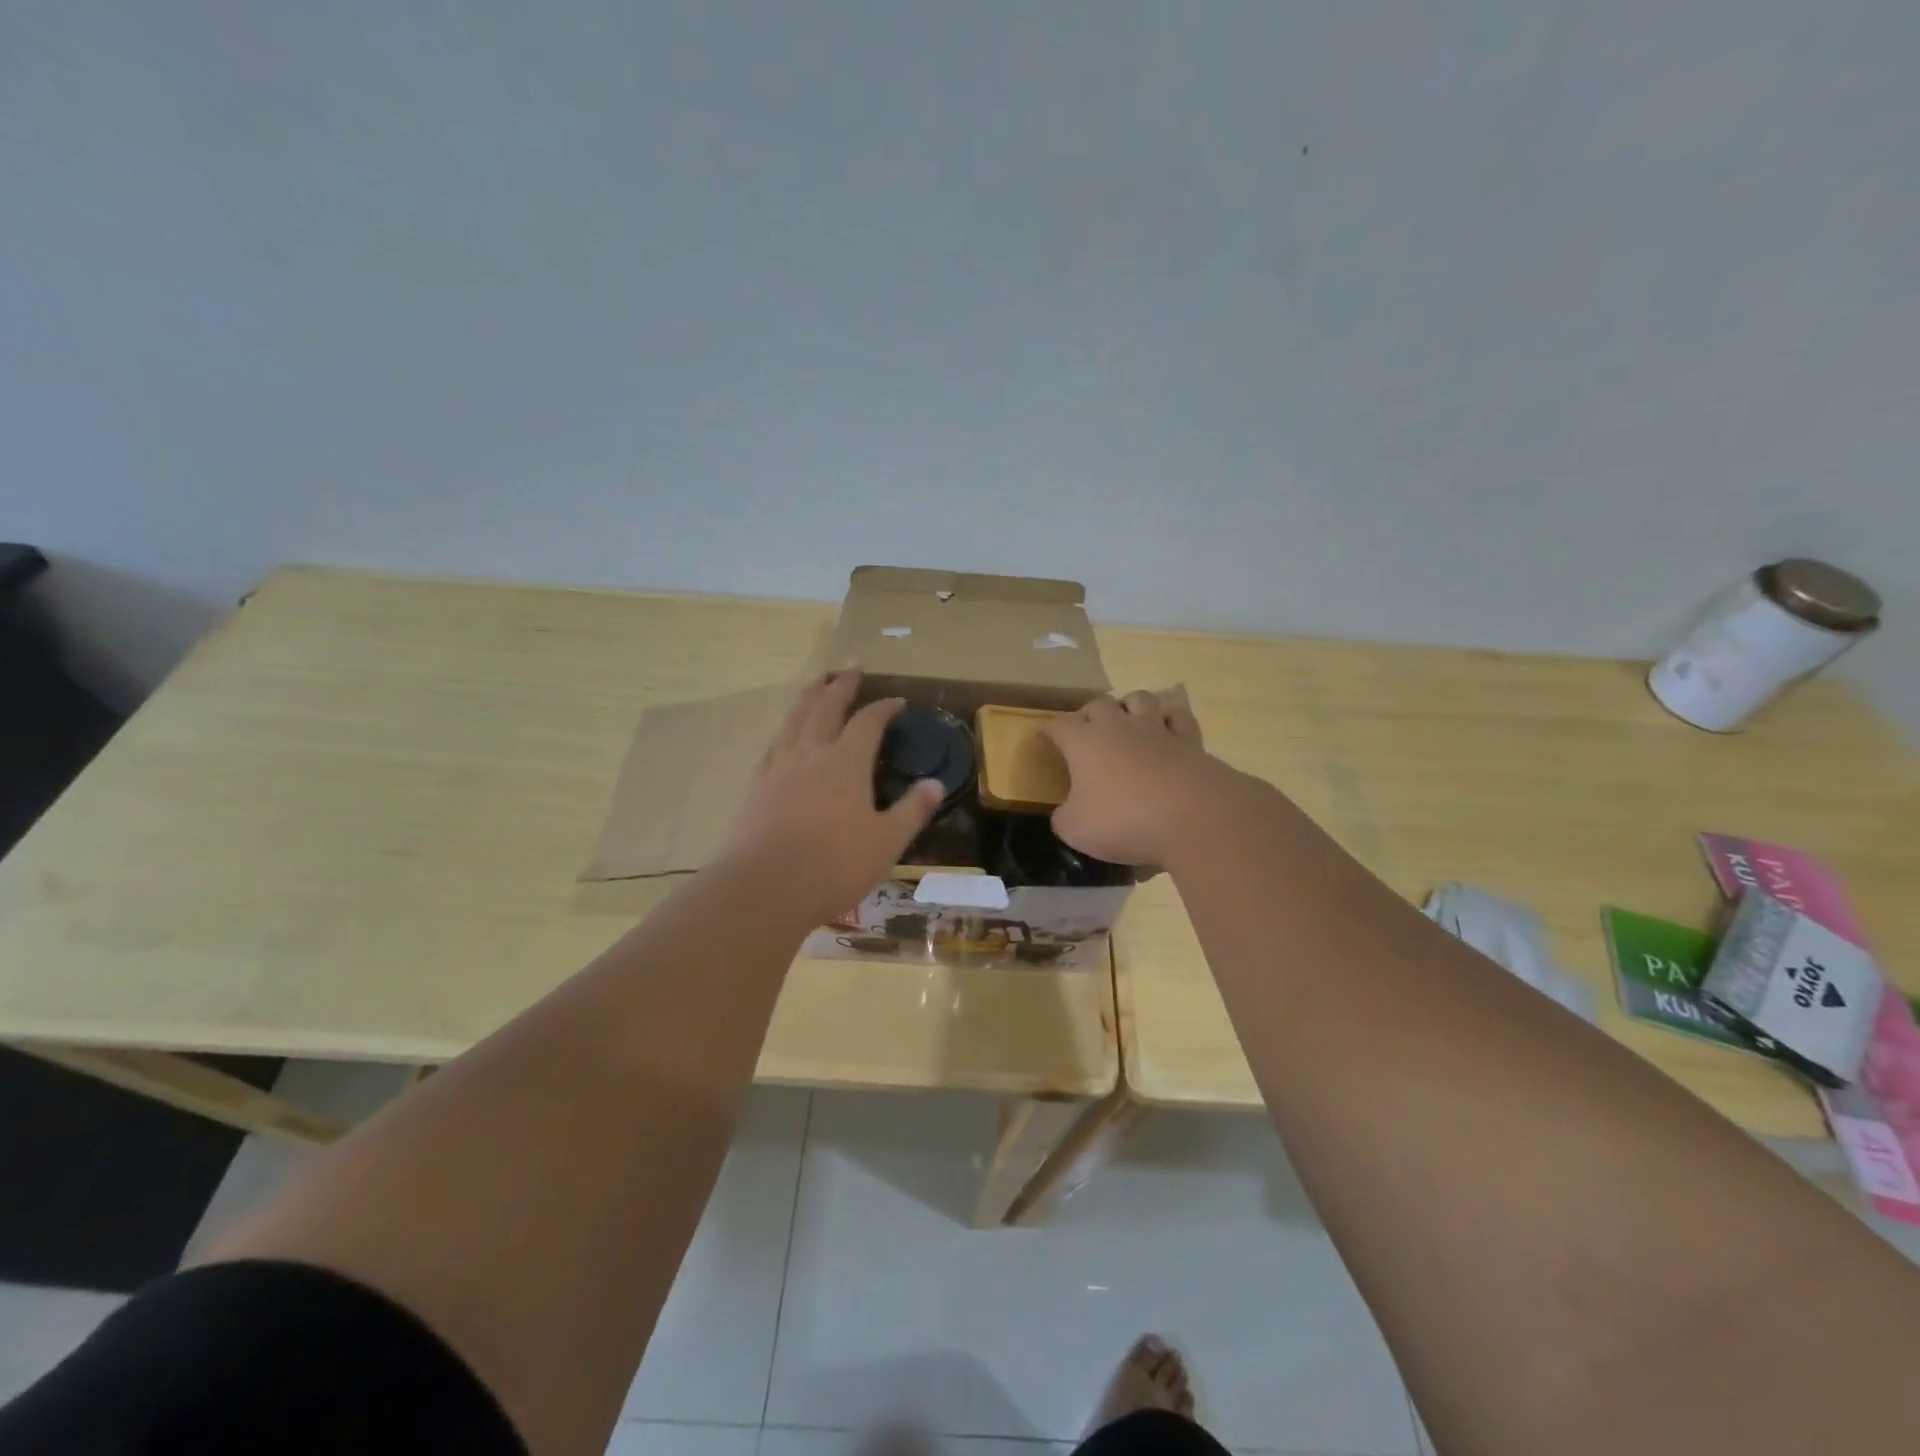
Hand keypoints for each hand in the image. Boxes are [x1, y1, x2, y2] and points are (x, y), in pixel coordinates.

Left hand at [718, 670, 943, 919]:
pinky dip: (785, 728)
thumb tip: (936, 784)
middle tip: (852, 665)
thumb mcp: (886, 842)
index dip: (884, 708)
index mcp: (846, 763)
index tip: (897, 700)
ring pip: (794, 719)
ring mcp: (778, 768)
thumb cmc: (834, 865)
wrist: (764, 888)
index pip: (868, 722)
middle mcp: (811, 754)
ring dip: (808, 696)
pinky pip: (773, 744)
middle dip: (841, 684)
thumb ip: (912, 811)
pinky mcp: (755, 787)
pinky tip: (784, 733)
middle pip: (826, 707)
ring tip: (816, 681)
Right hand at [1042, 689, 1243, 865]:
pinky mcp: (1191, 742)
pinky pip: (1178, 718)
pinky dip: (1170, 721)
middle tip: (1086, 730)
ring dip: (1129, 706)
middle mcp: (1118, 727)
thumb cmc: (1123, 820)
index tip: (1042, 736)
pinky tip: (1168, 732)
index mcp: (1083, 742)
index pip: (1057, 726)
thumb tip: (1067, 812)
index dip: (1047, 730)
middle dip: (1088, 714)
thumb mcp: (1075, 829)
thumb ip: (1064, 817)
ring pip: (1140, 699)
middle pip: (1098, 704)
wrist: (1194, 817)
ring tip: (1127, 722)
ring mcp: (1157, 730)